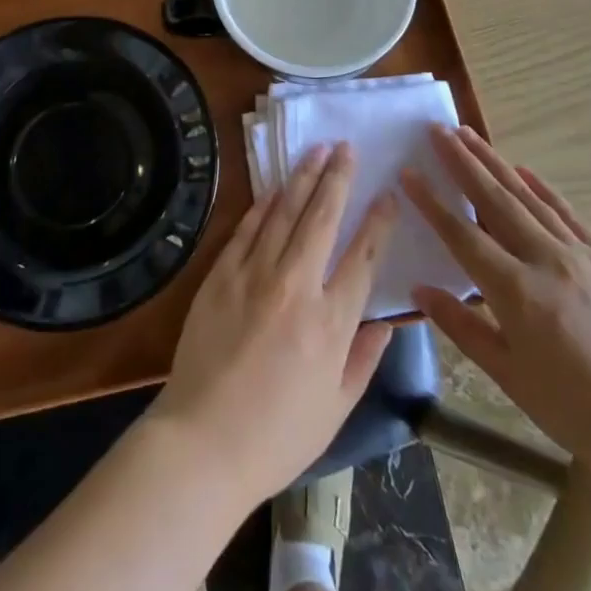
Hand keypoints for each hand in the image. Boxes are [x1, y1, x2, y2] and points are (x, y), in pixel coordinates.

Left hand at [150, 142, 398, 506]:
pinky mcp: (220, 275)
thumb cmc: (277, 435)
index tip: (388, 194)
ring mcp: (254, 275)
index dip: (378, 221)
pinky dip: (263, 205)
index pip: (362, 256)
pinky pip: (246, 229)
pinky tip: (274, 187)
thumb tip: (385, 322)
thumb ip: (364, 359)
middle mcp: (296, 287)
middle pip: (322, 219)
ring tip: (317, 151)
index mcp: (331, 322)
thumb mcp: (336, 408)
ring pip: (284, 213)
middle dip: (338, 178)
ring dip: (302, 178)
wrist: (203, 441)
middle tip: (347, 148)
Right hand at [403, 126, 590, 495]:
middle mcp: (545, 260)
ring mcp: (581, 255)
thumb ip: (462, 327)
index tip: (408, 172)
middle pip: (494, 200)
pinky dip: (543, 188)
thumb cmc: (576, 412)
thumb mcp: (509, 376)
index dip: (431, 202)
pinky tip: (525, 170)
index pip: (462, 235)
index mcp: (515, 291)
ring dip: (495, 163)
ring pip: (528, 197)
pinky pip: (569, 214)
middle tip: (437, 129)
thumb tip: (420, 289)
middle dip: (462, 162)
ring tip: (469, 136)